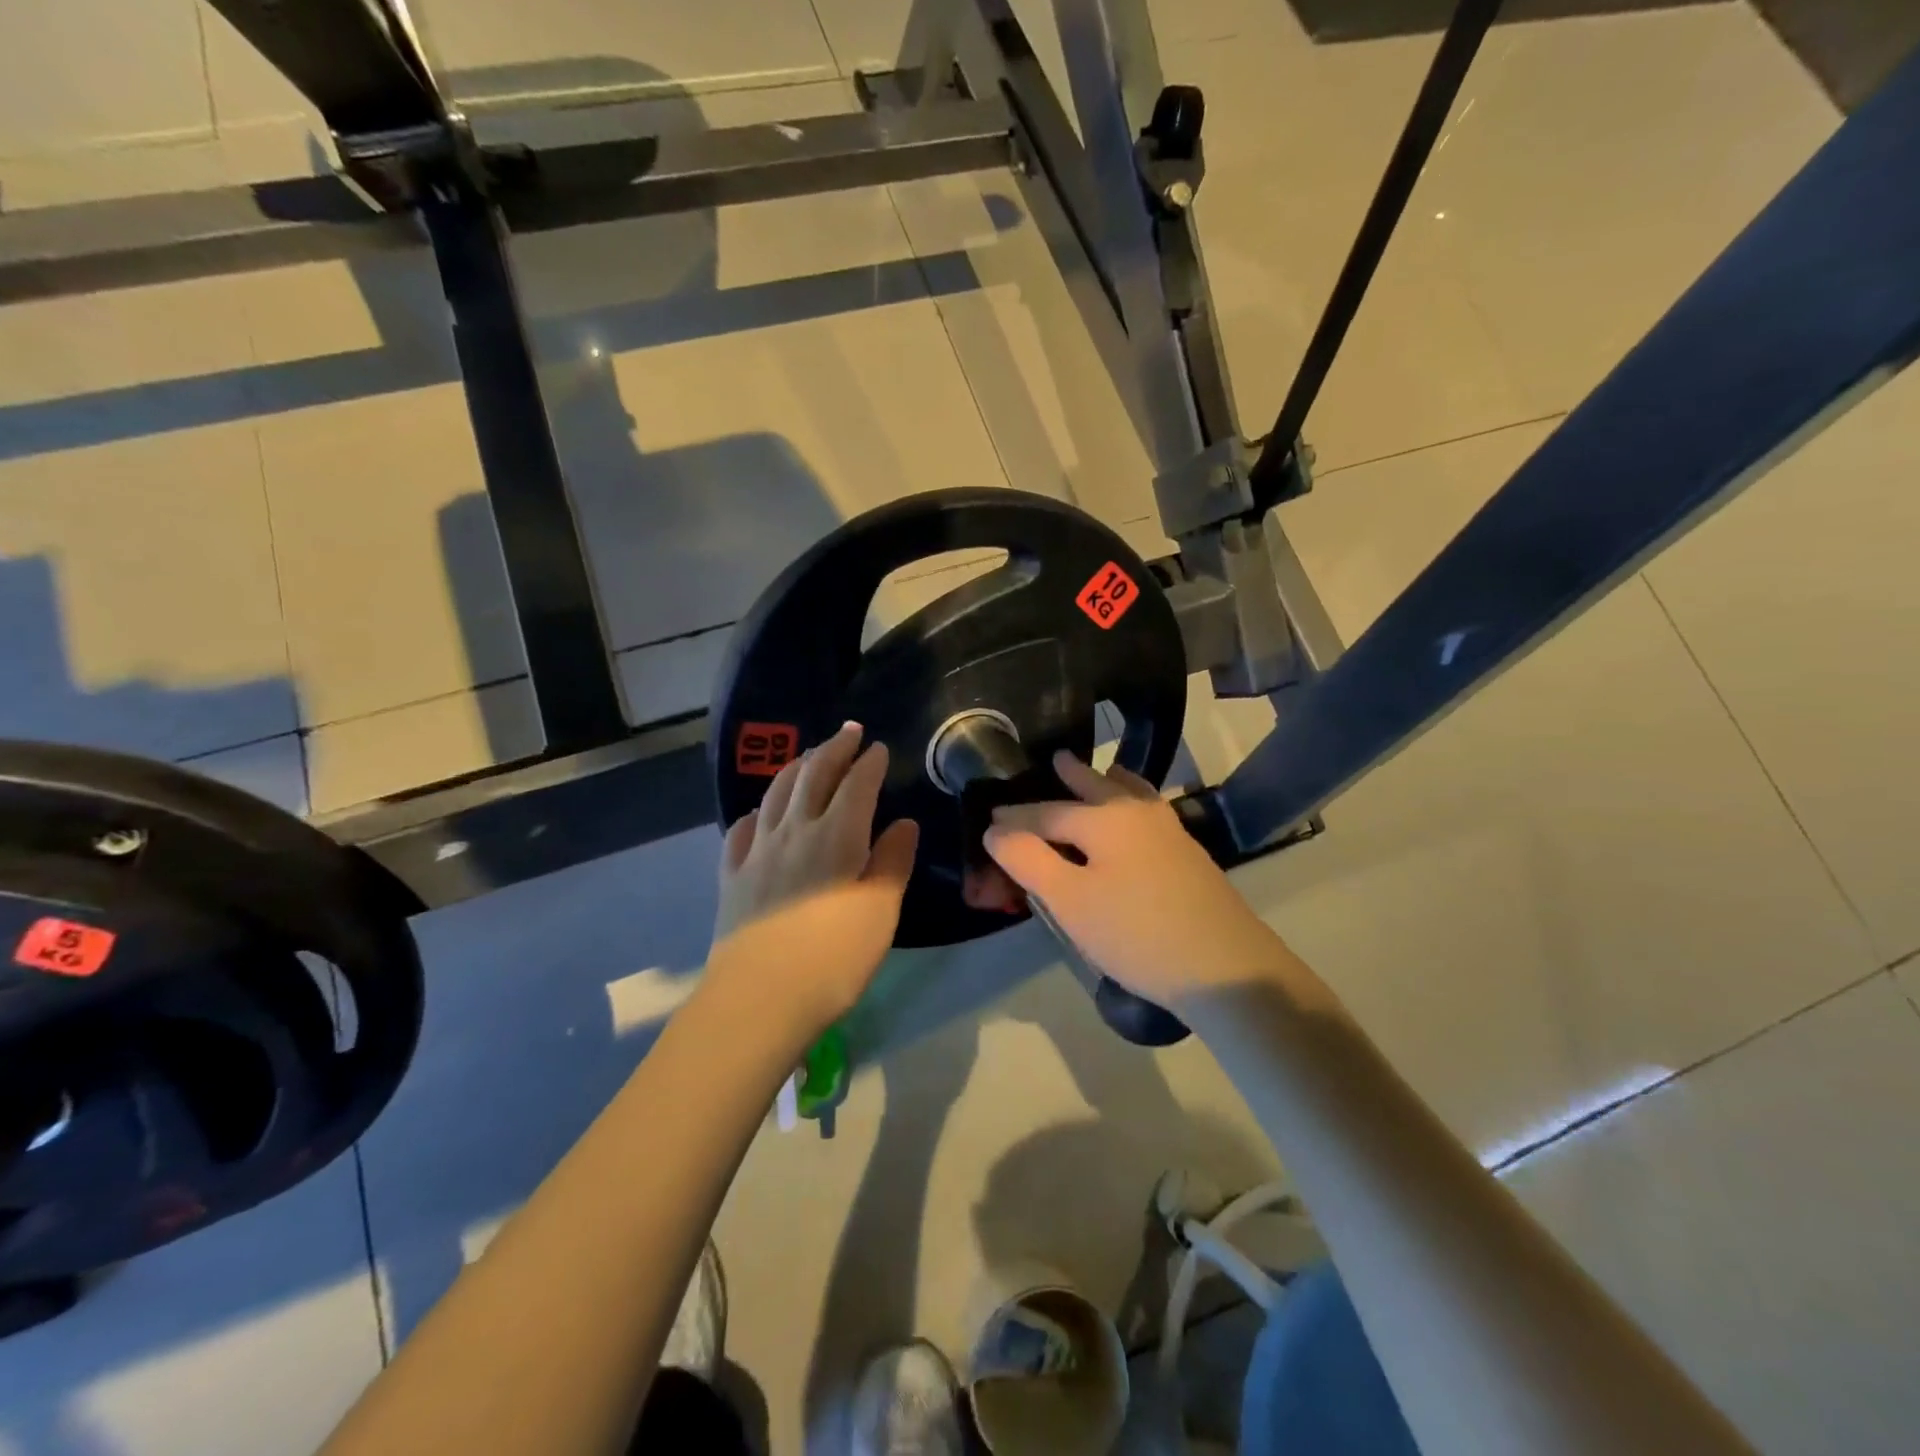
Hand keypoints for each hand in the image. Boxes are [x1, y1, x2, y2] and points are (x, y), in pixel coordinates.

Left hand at [708, 722, 919, 1038]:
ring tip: (809, 757)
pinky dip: (757, 812)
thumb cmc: (833, 957)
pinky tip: (760, 813)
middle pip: (813, 775)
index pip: (856, 785)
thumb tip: (904, 823)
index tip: (879, 748)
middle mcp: (794, 830)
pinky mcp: (731, 876)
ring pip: (776, 794)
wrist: (759, 998)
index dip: (869, 763)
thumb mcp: (880, 911)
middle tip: (848, 732)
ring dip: (795, 768)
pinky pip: (741, 830)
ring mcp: (757, 851)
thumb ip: (893, 862)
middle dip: (833, 749)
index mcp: (837, 836)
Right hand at [983, 753, 1288, 1007]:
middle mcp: (1137, 812)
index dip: (1014, 818)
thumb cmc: (1137, 934)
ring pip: (1130, 791)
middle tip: (1055, 759)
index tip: (989, 819)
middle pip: (1094, 785)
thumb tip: (996, 828)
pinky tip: (1134, 815)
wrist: (1226, 968)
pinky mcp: (1187, 852)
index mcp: (1104, 817)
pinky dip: (1131, 799)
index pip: (1045, 812)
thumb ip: (1028, 860)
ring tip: (1101, 773)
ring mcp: (1169, 830)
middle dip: (1071, 774)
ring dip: (1108, 781)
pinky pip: (1147, 809)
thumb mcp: (1070, 901)